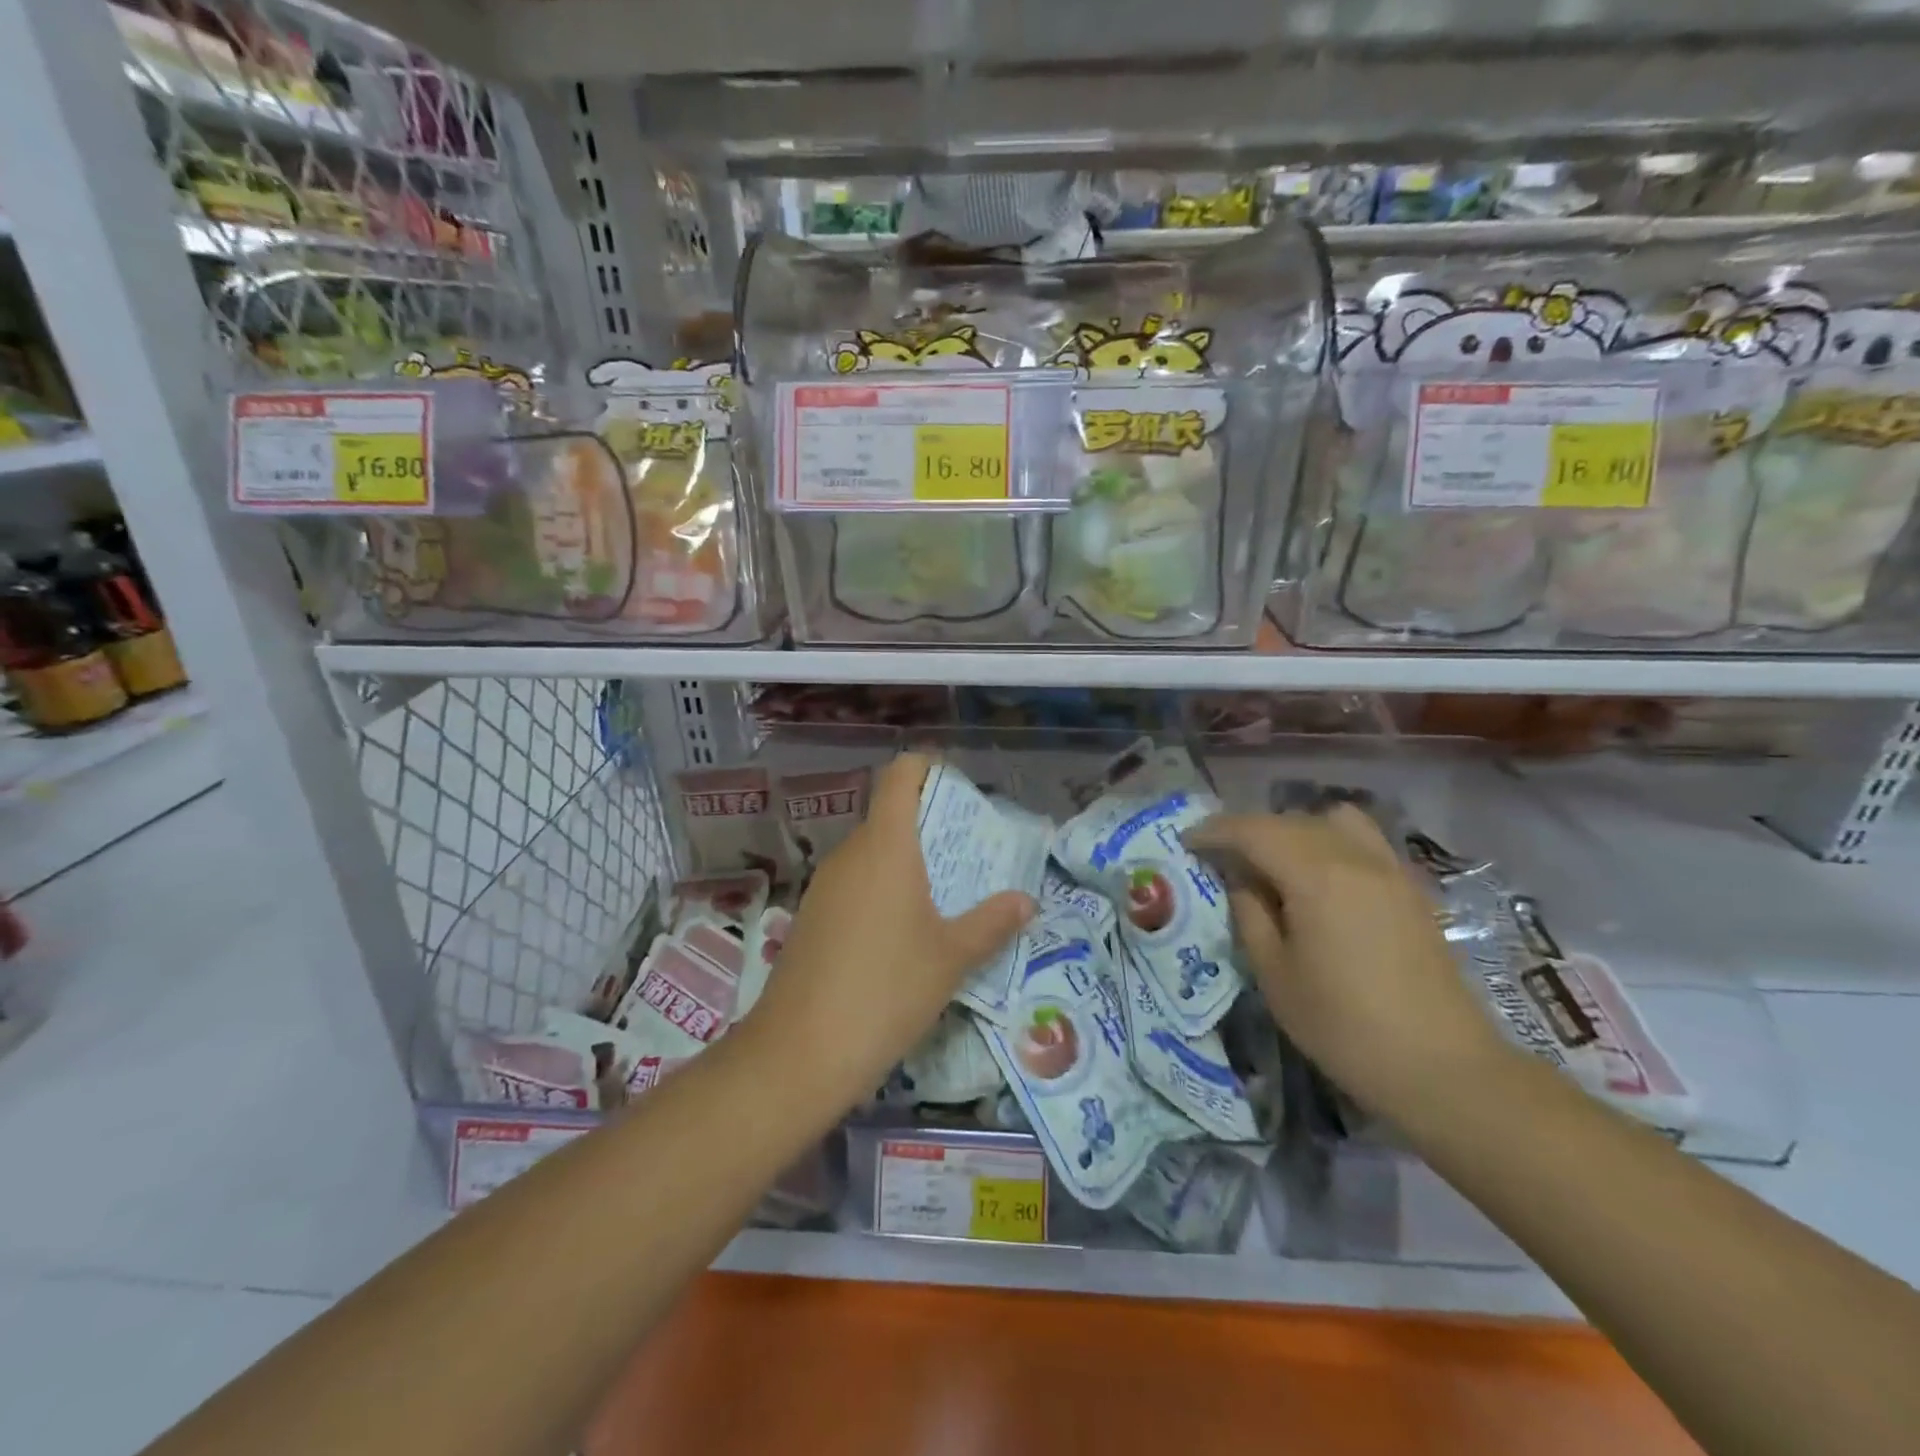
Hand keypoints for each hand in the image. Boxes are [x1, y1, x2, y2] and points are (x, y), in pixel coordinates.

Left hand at [747, 753, 1035, 1106]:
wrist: (800, 1052)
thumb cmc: (887, 990)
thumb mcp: (952, 957)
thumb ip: (992, 922)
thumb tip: (1027, 900)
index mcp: (886, 846)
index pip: (901, 775)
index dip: (929, 768)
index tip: (960, 789)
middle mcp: (850, 854)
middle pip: (889, 815)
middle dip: (930, 825)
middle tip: (969, 854)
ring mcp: (825, 886)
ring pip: (872, 853)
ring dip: (907, 862)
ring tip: (945, 895)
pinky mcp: (811, 917)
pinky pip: (854, 884)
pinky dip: (882, 890)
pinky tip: (903, 933)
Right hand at [1185, 805, 1510, 1121]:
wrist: (1441, 1067)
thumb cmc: (1343, 1025)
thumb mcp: (1275, 973)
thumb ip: (1250, 914)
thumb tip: (1243, 880)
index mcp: (1315, 875)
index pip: (1253, 830)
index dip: (1215, 831)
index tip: (1187, 842)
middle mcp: (1355, 857)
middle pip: (1291, 820)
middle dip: (1250, 830)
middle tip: (1222, 856)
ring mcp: (1390, 870)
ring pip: (1333, 821)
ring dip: (1295, 830)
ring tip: (1276, 863)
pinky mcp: (1411, 889)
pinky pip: (1363, 841)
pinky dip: (1330, 842)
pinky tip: (1319, 880)